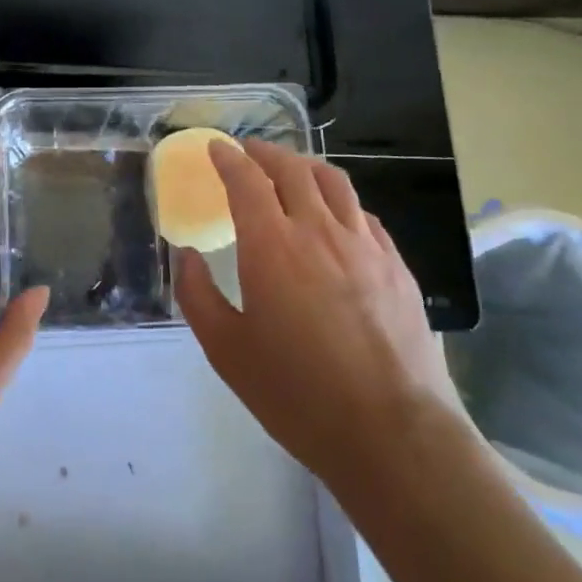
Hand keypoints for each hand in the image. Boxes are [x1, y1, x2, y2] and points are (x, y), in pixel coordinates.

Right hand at [173, 139, 458, 492]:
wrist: (392, 434)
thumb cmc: (297, 394)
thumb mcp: (227, 351)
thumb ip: (197, 295)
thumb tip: (185, 255)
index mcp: (272, 246)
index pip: (246, 180)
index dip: (229, 158)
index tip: (217, 148)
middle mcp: (318, 230)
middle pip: (291, 169)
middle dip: (265, 152)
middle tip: (249, 152)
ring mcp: (364, 245)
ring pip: (333, 182)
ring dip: (305, 166)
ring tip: (291, 170)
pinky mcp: (396, 265)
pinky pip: (363, 214)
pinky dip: (340, 201)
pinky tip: (337, 217)